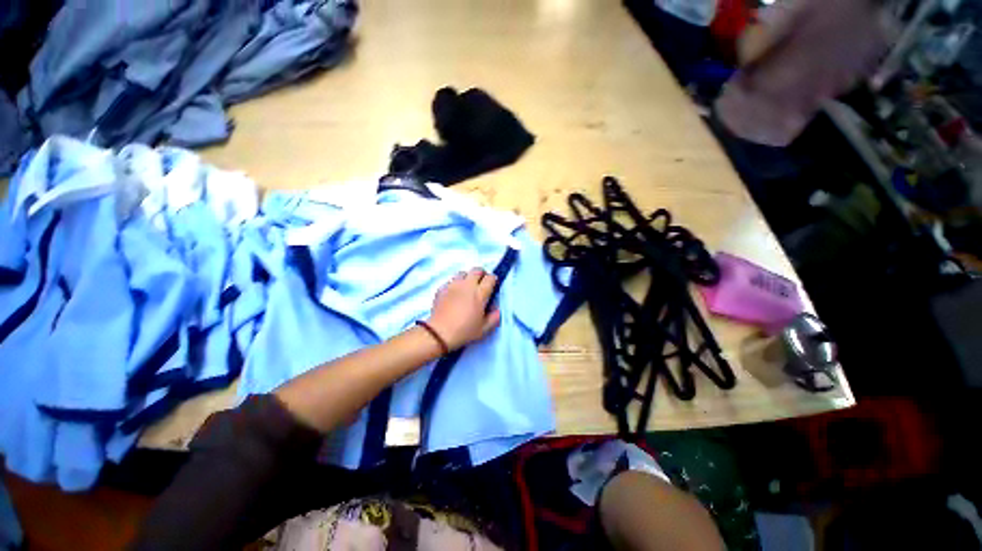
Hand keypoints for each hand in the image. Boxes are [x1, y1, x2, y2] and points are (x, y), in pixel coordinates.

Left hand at [426, 268, 501, 350]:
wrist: (439, 333)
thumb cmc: (464, 331)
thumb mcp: (484, 329)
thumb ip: (494, 317)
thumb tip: (496, 309)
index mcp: (479, 294)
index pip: (490, 278)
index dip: (493, 280)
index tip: (493, 286)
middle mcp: (467, 286)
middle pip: (477, 270)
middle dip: (482, 274)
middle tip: (482, 284)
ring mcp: (453, 285)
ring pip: (463, 273)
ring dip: (468, 277)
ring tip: (467, 288)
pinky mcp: (442, 288)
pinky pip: (451, 281)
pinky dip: (455, 284)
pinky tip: (454, 294)